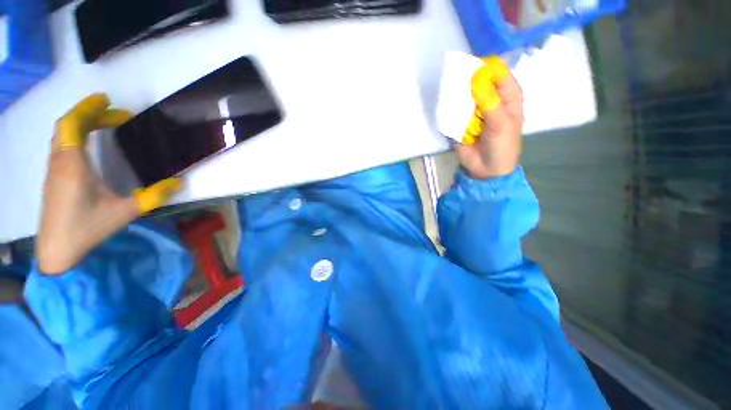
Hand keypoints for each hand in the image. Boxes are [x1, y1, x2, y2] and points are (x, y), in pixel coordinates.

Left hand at [37, 94, 182, 274]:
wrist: (56, 251)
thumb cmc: (87, 229)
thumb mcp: (125, 212)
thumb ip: (153, 196)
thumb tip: (179, 182)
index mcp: (73, 165)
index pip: (73, 124)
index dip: (88, 108)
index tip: (108, 100)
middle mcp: (60, 161)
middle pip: (67, 125)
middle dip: (90, 113)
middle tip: (115, 113)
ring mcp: (54, 169)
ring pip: (63, 134)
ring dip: (83, 123)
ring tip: (107, 124)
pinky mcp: (54, 177)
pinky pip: (63, 145)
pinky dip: (77, 135)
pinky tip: (92, 143)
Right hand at [456, 57, 523, 179]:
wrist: (486, 169)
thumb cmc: (502, 145)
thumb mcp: (501, 123)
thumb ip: (490, 101)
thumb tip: (475, 78)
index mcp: (507, 94)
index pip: (497, 71)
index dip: (484, 68)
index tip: (469, 74)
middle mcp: (490, 97)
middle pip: (476, 80)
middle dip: (465, 81)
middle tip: (454, 84)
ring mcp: (473, 109)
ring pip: (463, 94)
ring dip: (455, 95)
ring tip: (448, 98)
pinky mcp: (460, 120)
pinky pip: (453, 110)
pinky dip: (448, 109)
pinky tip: (444, 110)